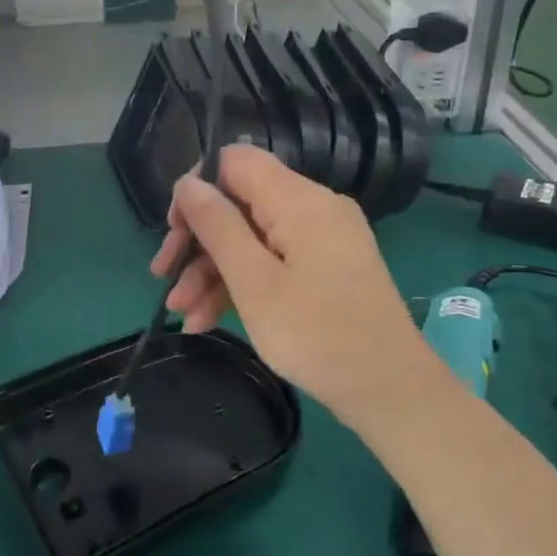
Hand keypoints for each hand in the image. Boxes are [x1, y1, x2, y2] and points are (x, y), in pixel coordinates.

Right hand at [151, 145, 431, 424]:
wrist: (392, 393)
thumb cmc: (317, 334)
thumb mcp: (253, 281)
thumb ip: (216, 225)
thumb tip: (187, 182)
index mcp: (299, 200)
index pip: (236, 162)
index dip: (197, 187)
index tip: (173, 230)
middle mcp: (313, 208)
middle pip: (239, 204)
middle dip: (198, 242)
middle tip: (164, 278)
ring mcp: (322, 240)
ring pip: (252, 238)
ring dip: (213, 272)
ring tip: (183, 314)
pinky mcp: (326, 269)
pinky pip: (273, 261)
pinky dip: (242, 285)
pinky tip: (208, 321)